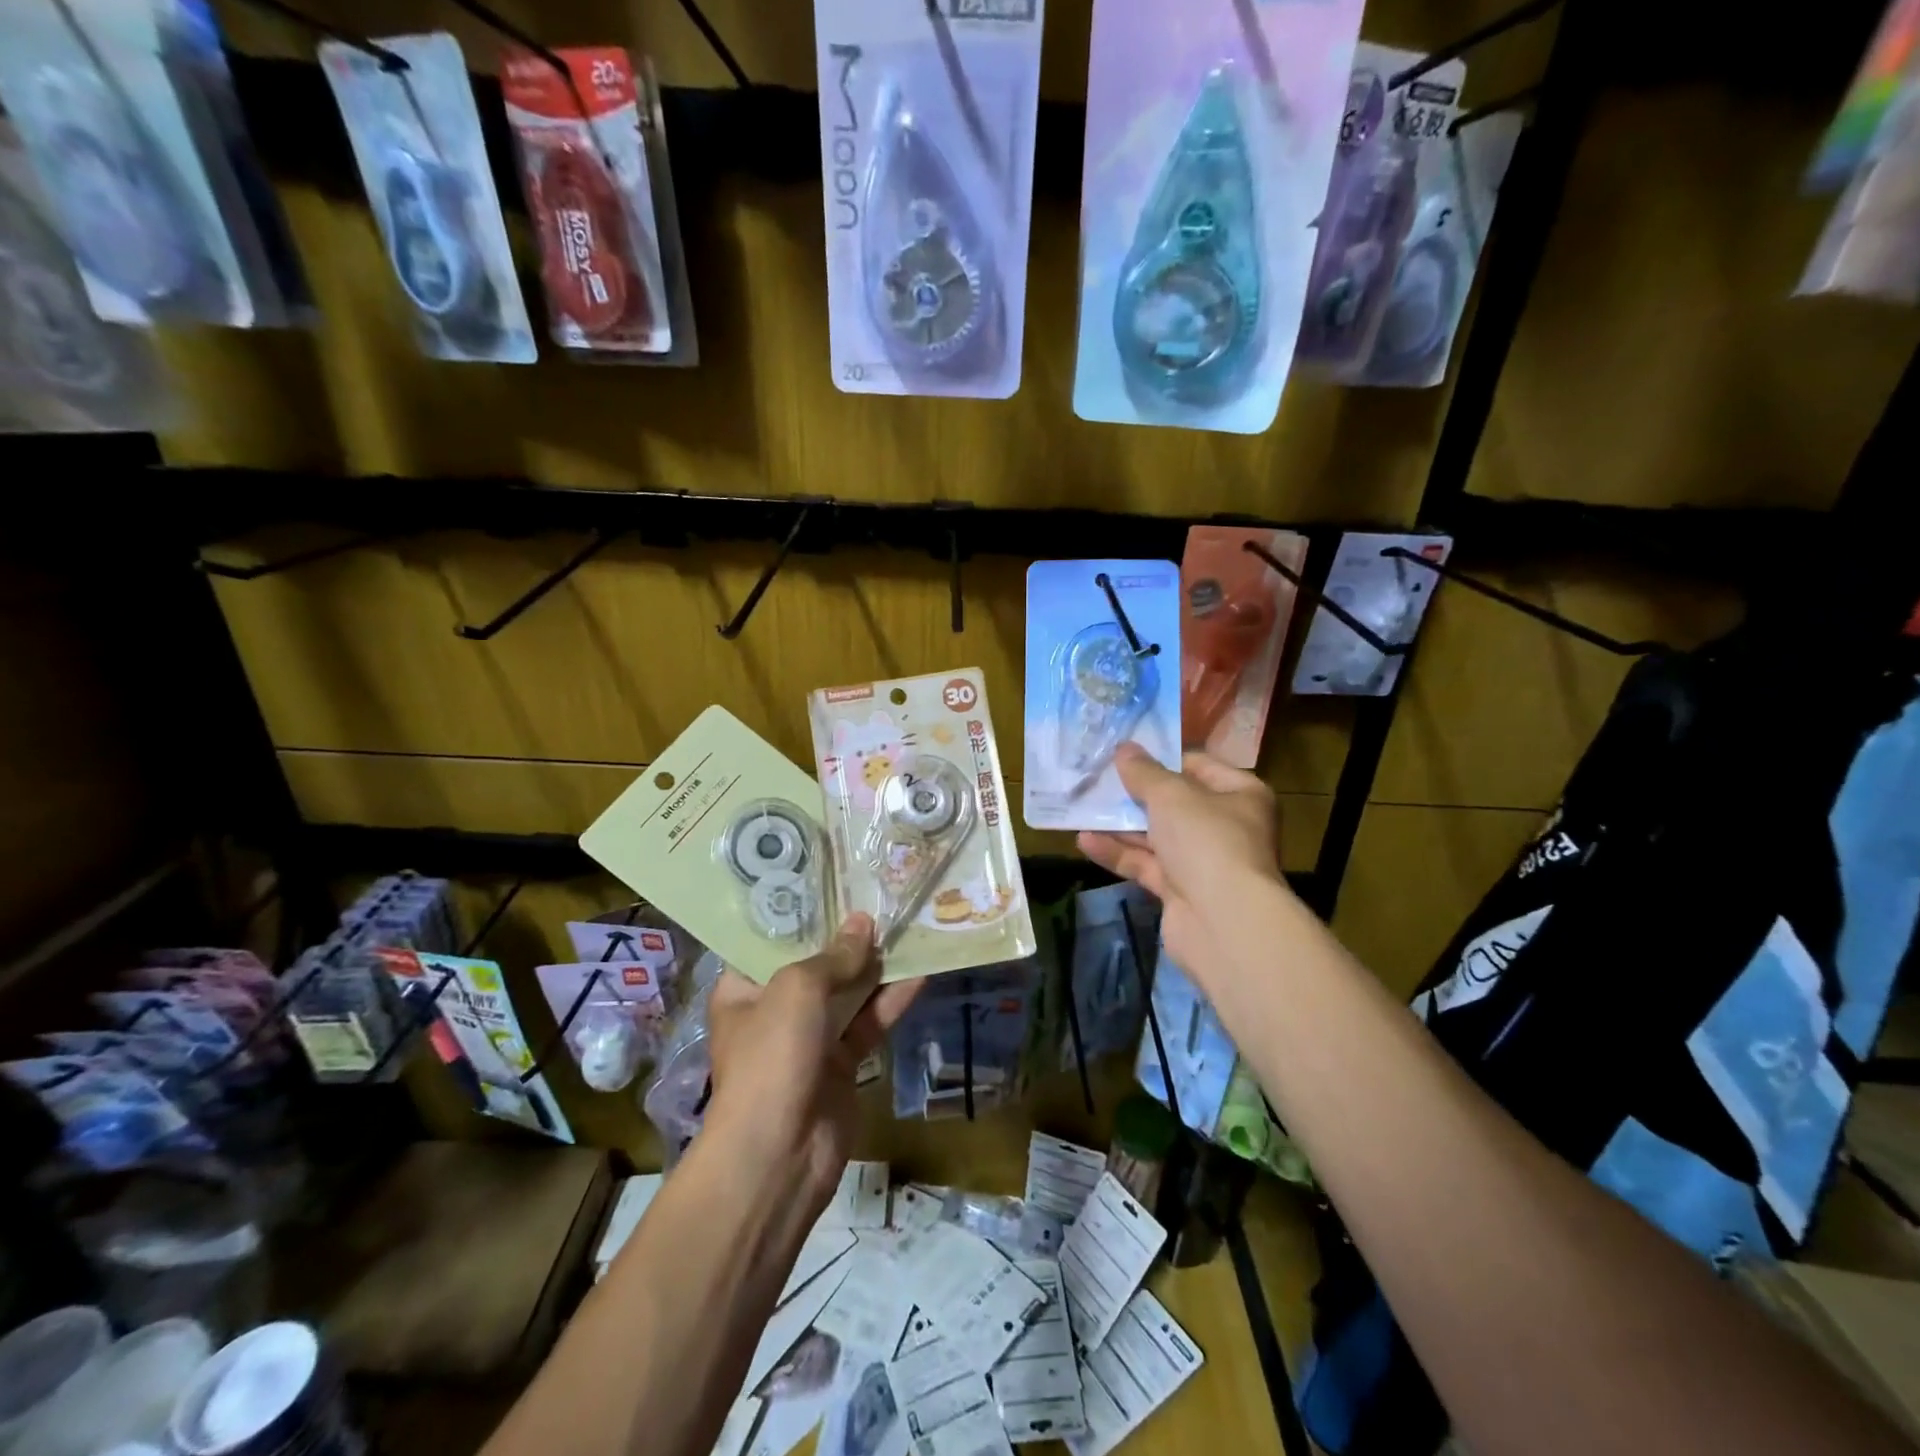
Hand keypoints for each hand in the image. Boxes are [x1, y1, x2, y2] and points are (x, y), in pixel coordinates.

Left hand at [706, 914, 920, 1212]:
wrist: (779, 1154)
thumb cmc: (772, 1056)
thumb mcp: (798, 990)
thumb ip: (834, 956)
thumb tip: (864, 922)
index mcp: (743, 989)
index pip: (770, 942)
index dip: (801, 914)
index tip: (833, 885)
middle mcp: (775, 1009)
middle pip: (816, 964)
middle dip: (847, 937)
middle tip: (880, 899)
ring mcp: (810, 1038)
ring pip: (848, 992)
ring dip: (875, 966)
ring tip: (906, 927)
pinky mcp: (842, 1063)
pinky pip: (869, 1022)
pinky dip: (891, 1001)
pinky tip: (920, 973)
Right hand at [1077, 744, 1285, 979]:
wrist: (1223, 922)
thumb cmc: (1206, 841)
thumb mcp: (1171, 795)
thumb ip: (1144, 772)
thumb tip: (1125, 749)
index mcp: (1241, 795)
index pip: (1200, 766)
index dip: (1163, 759)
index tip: (1126, 754)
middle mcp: (1226, 826)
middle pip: (1175, 803)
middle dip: (1136, 794)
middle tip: (1097, 779)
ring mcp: (1203, 861)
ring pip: (1156, 836)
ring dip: (1121, 824)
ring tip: (1082, 807)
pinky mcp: (1180, 890)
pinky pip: (1145, 864)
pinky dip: (1118, 853)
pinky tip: (1084, 841)